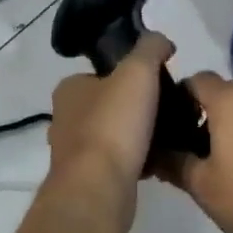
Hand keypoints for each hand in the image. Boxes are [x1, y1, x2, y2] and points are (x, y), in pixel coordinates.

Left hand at [45, 33, 168, 232]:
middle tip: (167, 109)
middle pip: (109, 104)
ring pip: (114, 135)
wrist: (98, 191)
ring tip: (168, 135)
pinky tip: (159, 162)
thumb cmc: (113, 124)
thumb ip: (150, 48)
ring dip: (137, 136)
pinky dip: (136, 160)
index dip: (130, 75)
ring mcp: (74, 153)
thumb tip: (161, 41)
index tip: (157, 82)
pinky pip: (118, 163)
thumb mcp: (138, 71)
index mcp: (69, 88)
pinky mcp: (87, 182)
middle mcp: (65, 118)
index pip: (102, 73)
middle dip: (135, 107)